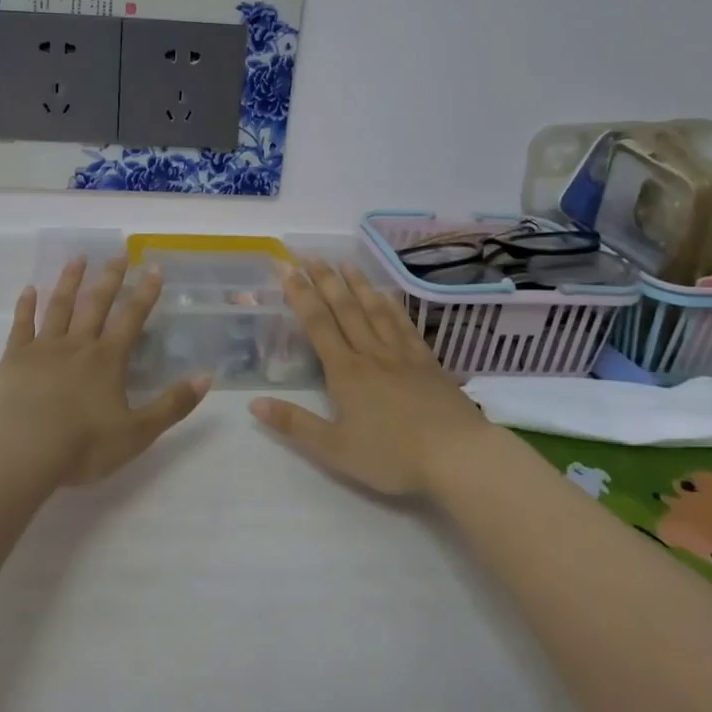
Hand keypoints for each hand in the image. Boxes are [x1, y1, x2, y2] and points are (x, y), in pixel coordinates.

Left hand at [0, 256, 209, 486]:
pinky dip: (26, 306)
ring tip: (77, 259)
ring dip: (70, 281)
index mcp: (108, 360)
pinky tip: (29, 289)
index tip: (154, 267)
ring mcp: (44, 348)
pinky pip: (22, 325)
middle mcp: (78, 345)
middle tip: (118, 254)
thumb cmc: (83, 445)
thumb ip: (171, 405)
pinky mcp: (15, 358)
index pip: (131, 318)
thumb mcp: (137, 433)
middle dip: (110, 278)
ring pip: (59, 306)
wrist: (22, 451)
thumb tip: (206, 378)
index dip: (145, 292)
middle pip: (96, 304)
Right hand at [251, 259, 485, 496]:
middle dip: (325, 280)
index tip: (287, 269)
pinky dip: (392, 306)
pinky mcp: (428, 362)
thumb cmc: (392, 456)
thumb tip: (253, 403)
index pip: (318, 324)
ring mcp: (402, 355)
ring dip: (358, 284)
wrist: (458, 456)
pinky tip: (387, 295)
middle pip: (345, 309)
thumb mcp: (335, 450)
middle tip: (311, 255)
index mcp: (346, 372)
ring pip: (375, 310)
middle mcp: (371, 354)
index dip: (301, 295)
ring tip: (345, 262)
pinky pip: (405, 325)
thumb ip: (294, 424)